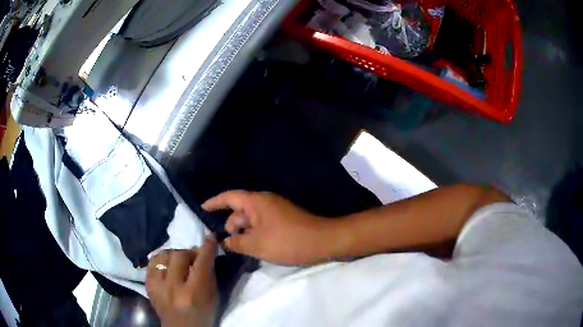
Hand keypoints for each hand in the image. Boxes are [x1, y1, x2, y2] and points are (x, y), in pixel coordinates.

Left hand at [146, 238, 217, 326]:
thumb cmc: (202, 314)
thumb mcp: (212, 297)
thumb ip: (209, 275)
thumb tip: (205, 254)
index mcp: (194, 293)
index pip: (201, 263)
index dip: (207, 247)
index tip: (211, 238)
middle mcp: (173, 287)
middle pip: (179, 255)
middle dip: (189, 252)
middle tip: (193, 257)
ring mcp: (158, 285)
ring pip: (163, 255)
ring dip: (173, 255)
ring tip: (178, 261)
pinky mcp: (148, 285)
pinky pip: (151, 262)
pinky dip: (161, 260)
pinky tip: (166, 266)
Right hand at [202, 191, 331, 265]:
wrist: (323, 241)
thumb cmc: (287, 241)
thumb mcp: (257, 244)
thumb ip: (237, 242)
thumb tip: (224, 241)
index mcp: (256, 202)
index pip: (229, 197)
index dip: (214, 202)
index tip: (202, 208)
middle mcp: (265, 202)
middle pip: (239, 210)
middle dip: (230, 225)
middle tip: (223, 243)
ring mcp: (276, 211)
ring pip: (251, 219)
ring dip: (243, 232)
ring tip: (236, 248)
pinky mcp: (284, 220)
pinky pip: (262, 224)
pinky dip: (254, 234)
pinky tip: (251, 247)